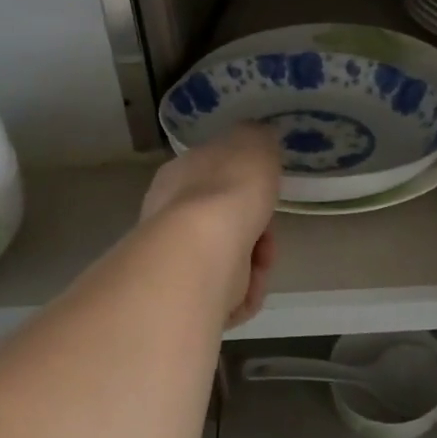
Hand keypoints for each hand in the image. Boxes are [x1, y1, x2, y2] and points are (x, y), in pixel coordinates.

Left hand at [140, 123, 281, 328]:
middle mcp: (169, 216)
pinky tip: (246, 292)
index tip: (266, 193)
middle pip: (225, 222)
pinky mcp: (182, 298)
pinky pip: (224, 296)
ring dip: (254, 265)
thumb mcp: (253, 143)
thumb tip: (259, 139)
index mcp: (179, 175)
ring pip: (229, 261)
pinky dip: (242, 295)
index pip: (214, 177)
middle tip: (268, 236)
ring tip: (260, 266)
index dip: (246, 187)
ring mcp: (173, 259)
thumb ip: (258, 139)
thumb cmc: (228, 191)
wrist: (200, 256)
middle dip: (256, 231)